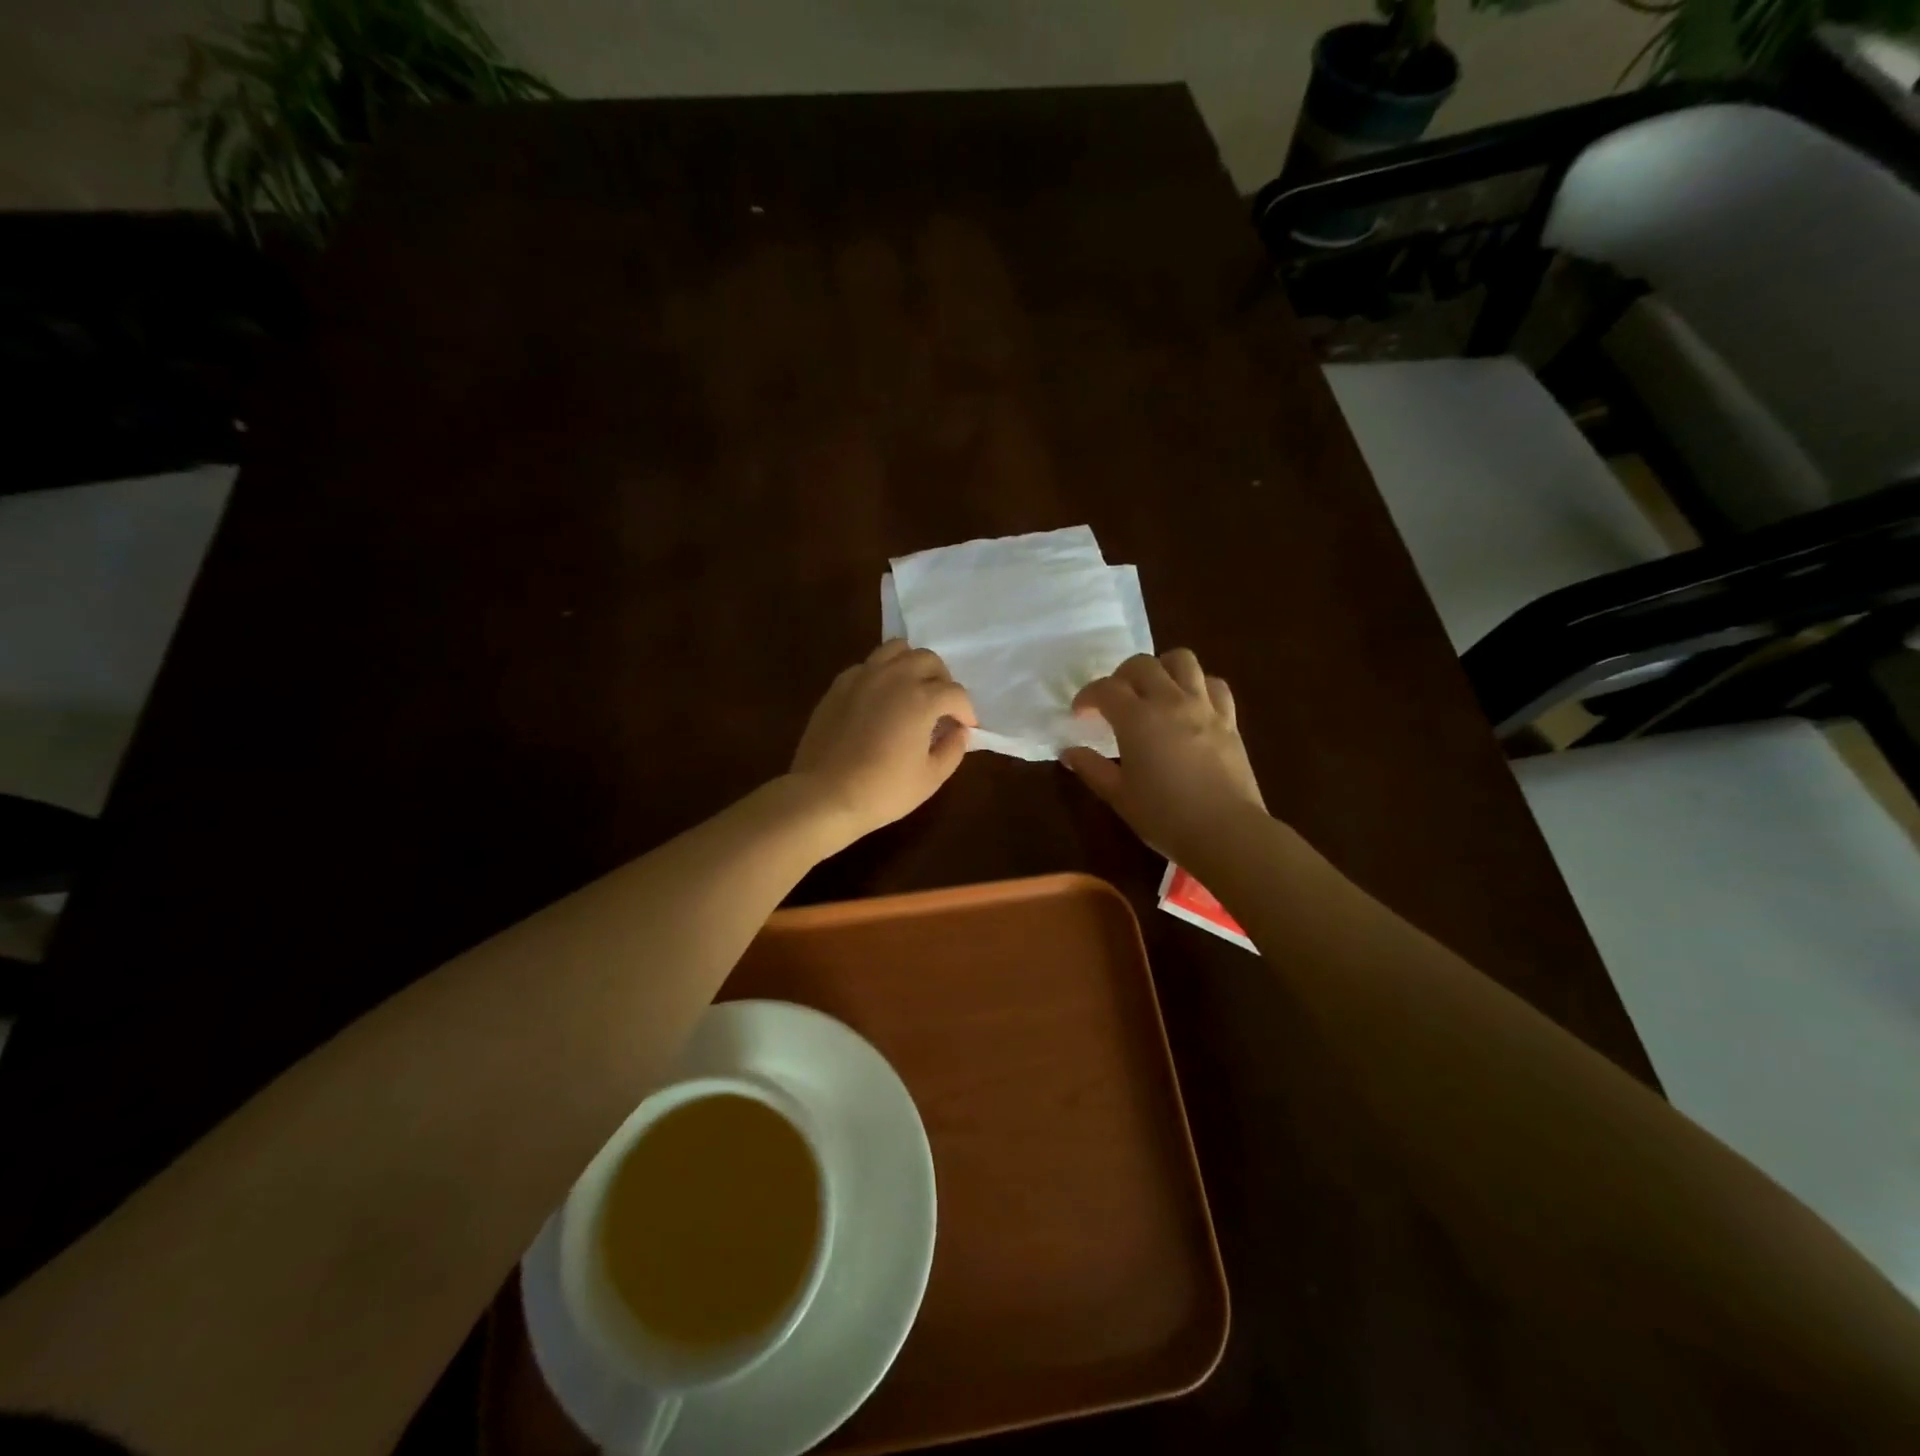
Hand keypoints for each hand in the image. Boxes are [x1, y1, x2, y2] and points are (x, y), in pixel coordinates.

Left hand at [788, 641, 976, 842]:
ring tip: (912, 690)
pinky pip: (868, 664)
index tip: (965, 727)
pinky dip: (883, 673)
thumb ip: (953, 749)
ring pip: (897, 650)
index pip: (955, 693)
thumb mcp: (931, 778)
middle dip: (942, 680)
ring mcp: (864, 676)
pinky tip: (881, 699)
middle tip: (941, 706)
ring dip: (912, 665)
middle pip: (929, 660)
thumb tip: (959, 731)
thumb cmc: (883, 791)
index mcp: (922, 698)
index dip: (966, 711)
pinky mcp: (840, 684)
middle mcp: (895, 677)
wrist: (824, 795)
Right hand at [1060, 649, 1265, 862]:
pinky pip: (1214, 685)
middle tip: (1114, 701)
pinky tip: (1190, 704)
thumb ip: (1092, 768)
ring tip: (1153, 691)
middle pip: (1142, 664)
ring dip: (1161, 668)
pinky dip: (1198, 685)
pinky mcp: (1229, 720)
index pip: (1105, 689)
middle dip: (1121, 676)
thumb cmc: (1164, 816)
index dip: (1087, 696)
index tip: (1080, 713)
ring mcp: (1203, 707)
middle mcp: (1170, 701)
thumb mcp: (1119, 796)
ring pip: (1182, 660)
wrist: (1225, 832)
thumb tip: (1069, 752)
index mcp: (1137, 719)